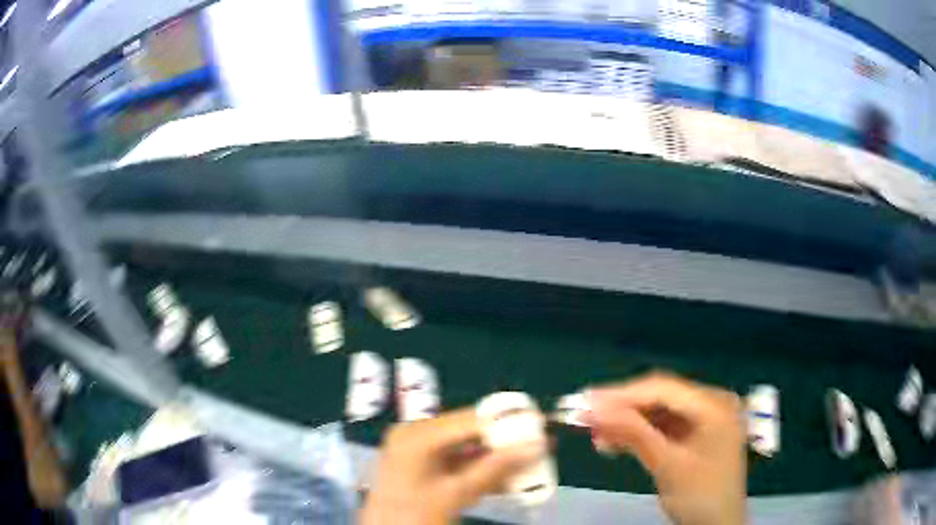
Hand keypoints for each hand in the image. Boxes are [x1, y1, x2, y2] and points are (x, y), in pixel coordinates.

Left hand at [360, 408, 545, 524]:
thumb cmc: (413, 514)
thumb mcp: (456, 493)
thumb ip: (496, 469)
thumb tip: (537, 446)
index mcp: (417, 435)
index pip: (471, 419)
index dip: (507, 420)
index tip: (540, 422)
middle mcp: (416, 434)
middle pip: (470, 432)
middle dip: (505, 442)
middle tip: (538, 443)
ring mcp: (418, 451)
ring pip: (466, 449)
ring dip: (496, 459)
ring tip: (530, 461)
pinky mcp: (423, 466)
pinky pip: (457, 463)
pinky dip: (480, 471)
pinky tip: (508, 479)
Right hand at [587, 373, 746, 524]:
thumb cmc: (700, 495)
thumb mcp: (668, 466)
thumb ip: (635, 434)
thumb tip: (595, 409)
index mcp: (714, 405)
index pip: (663, 389)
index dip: (623, 394)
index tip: (587, 401)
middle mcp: (711, 404)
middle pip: (660, 398)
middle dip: (622, 408)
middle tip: (586, 417)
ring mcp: (704, 419)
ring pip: (658, 412)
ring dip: (627, 423)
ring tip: (596, 435)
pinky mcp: (695, 435)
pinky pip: (663, 427)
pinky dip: (639, 434)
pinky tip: (615, 442)